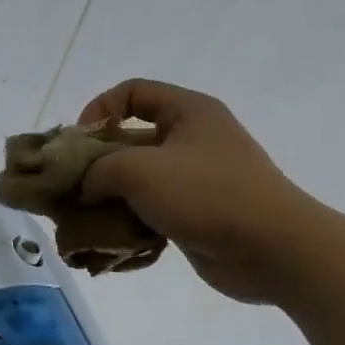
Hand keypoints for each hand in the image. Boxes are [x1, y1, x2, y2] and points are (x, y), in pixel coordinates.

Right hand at [77, 79, 324, 303]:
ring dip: (107, 197)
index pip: (131, 92)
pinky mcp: (195, 214)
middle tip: (70, 185)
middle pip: (128, 139)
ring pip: (136, 179)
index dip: (98, 109)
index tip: (79, 142)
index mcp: (188, 112)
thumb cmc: (207, 194)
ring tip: (83, 218)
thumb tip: (83, 187)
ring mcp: (195, 179)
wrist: (275, 251)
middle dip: (95, 163)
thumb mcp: (138, 170)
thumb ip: (96, 170)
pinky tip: (109, 240)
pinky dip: (128, 222)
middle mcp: (192, 139)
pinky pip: (149, 210)